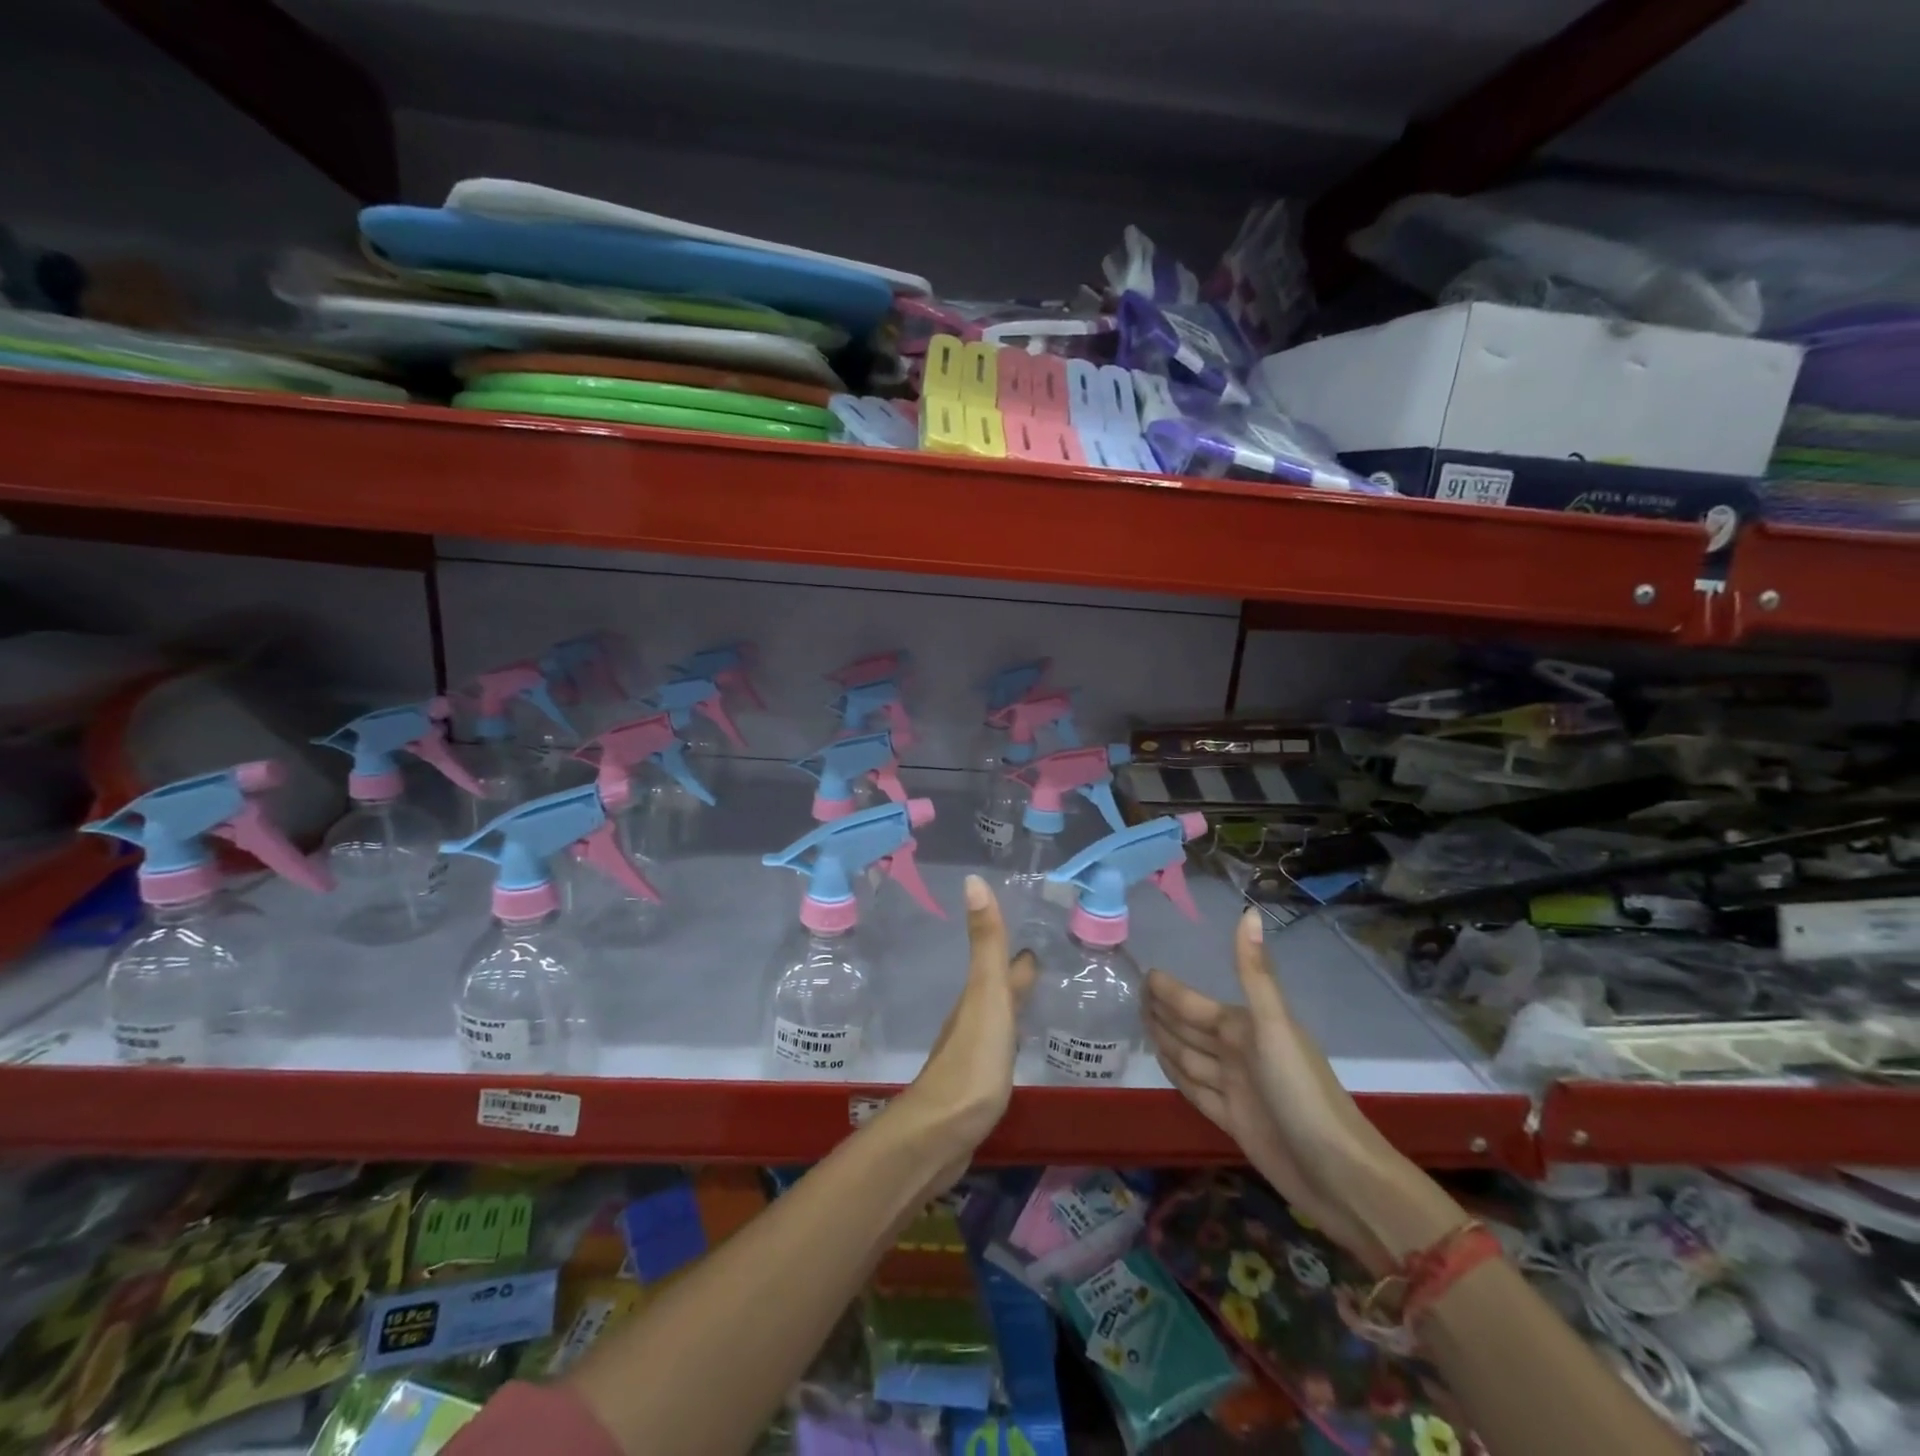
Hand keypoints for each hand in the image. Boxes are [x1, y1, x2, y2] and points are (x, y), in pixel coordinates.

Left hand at [891, 876, 1034, 1187]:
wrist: (942, 1133)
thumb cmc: (972, 1061)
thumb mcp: (986, 997)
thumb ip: (986, 944)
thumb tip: (972, 879)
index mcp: (980, 998)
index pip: (1003, 965)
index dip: (1018, 951)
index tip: (1036, 934)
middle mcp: (973, 1019)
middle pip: (998, 989)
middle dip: (1017, 974)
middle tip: (1041, 962)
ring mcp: (974, 1052)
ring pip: (997, 1017)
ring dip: (1013, 1004)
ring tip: (1034, 997)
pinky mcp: (977, 1084)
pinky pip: (998, 1048)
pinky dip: (1010, 1037)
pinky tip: (1017, 1047)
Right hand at [1147, 908, 1440, 1274]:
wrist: (1337, 1174)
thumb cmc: (1302, 1093)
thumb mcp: (1274, 1027)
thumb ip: (1254, 973)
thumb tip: (1249, 910)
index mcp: (1245, 1028)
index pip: (1195, 1004)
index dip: (1170, 991)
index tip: (1144, 974)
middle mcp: (1238, 1053)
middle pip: (1190, 1028)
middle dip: (1164, 1011)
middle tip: (1133, 995)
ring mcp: (1235, 1088)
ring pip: (1189, 1057)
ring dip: (1166, 1040)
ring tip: (1142, 1024)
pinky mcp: (1232, 1121)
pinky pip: (1194, 1089)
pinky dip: (1178, 1075)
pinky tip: (1165, 1066)